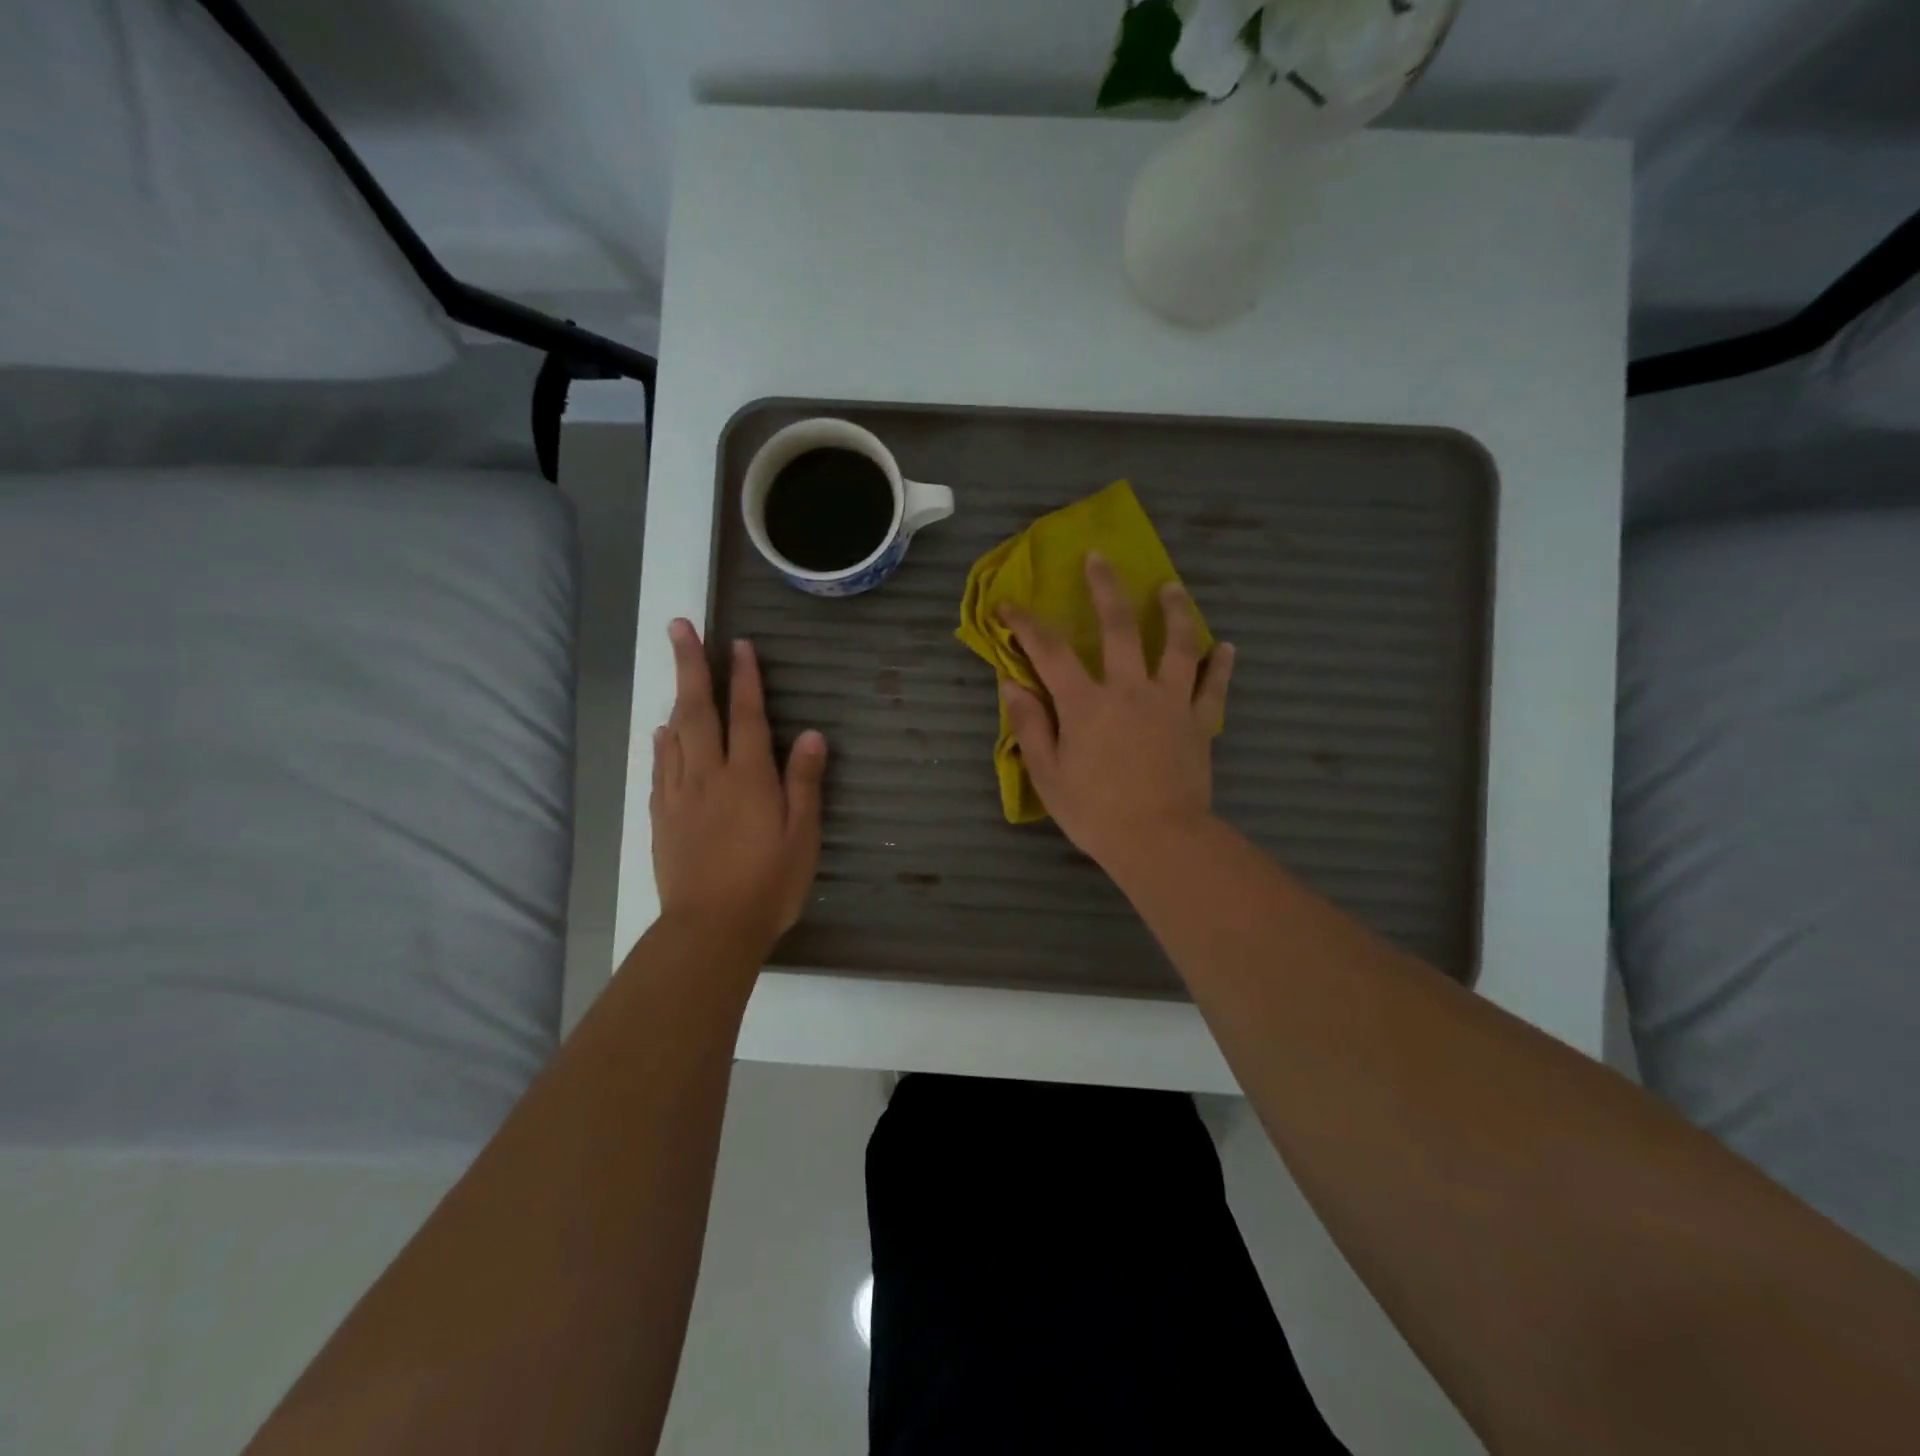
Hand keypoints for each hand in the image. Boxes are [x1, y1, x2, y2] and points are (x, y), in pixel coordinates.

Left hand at [651, 619, 827, 948]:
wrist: (711, 929)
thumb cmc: (768, 884)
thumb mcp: (802, 836)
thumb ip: (804, 782)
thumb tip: (812, 735)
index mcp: (749, 778)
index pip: (747, 716)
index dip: (745, 678)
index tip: (738, 644)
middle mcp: (709, 775)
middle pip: (698, 710)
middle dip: (690, 665)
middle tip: (679, 626)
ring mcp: (680, 795)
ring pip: (675, 734)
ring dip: (676, 696)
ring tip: (676, 667)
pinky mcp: (663, 818)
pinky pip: (660, 768)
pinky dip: (662, 742)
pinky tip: (662, 732)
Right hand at [999, 553, 1233, 870]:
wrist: (1160, 841)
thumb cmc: (1096, 813)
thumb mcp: (1048, 774)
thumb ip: (1030, 725)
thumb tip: (1011, 684)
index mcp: (1085, 702)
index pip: (1049, 651)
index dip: (1026, 624)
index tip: (1009, 605)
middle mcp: (1129, 688)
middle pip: (1119, 626)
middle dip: (1105, 588)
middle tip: (1099, 558)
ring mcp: (1170, 701)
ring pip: (1178, 644)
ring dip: (1174, 611)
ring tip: (1171, 587)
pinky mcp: (1198, 721)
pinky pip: (1212, 686)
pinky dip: (1220, 664)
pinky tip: (1226, 646)